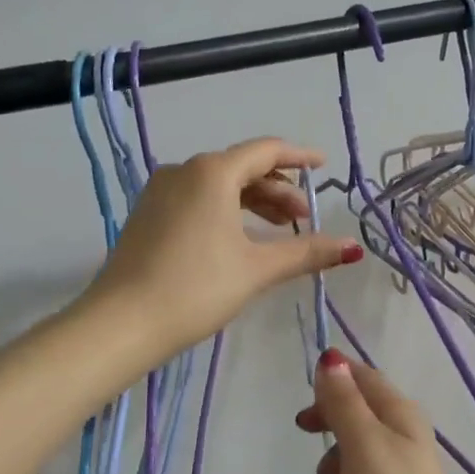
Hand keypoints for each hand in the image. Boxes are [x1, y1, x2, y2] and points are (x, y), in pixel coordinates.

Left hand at [85, 137, 358, 364]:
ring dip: (253, 202)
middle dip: (278, 189)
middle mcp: (184, 171)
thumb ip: (306, 252)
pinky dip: (226, 210)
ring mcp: (161, 192)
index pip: (266, 151)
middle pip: (242, 168)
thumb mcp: (257, 269)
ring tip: (277, 230)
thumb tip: (352, 247)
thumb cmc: (196, 288)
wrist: (122, 323)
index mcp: (212, 172)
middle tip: (303, 218)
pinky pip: (197, 199)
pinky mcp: (148, 215)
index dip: (299, 157)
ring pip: (218, 185)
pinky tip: (238, 238)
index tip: (324, 166)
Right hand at [296, 350, 474, 473]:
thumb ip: (344, 401)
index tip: (305, 400)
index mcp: (402, 416)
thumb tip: (331, 358)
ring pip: (346, 463)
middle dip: (329, 433)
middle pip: (352, 419)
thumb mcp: (364, 443)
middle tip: (310, 436)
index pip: (364, 379)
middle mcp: (401, 442)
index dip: (334, 380)